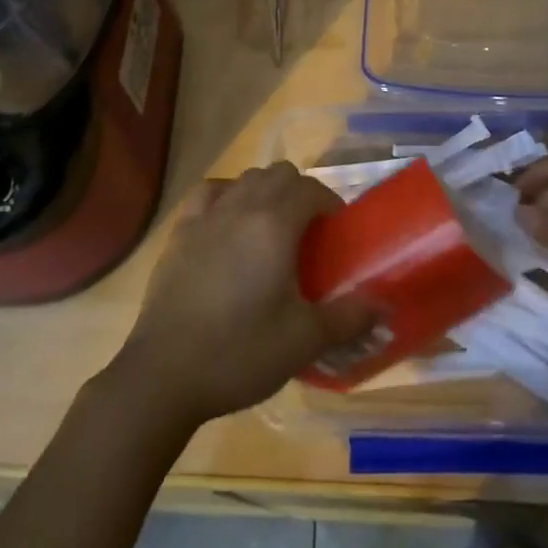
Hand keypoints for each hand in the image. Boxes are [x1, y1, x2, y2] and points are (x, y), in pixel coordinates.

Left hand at [109, 162, 375, 429]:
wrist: (165, 373)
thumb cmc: (240, 352)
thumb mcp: (303, 341)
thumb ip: (348, 318)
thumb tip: (382, 306)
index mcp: (275, 224)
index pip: (310, 189)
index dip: (330, 203)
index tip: (337, 232)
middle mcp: (241, 207)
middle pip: (279, 174)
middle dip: (300, 192)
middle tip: (309, 232)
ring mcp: (206, 216)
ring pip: (245, 179)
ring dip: (265, 191)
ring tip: (272, 229)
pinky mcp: (179, 232)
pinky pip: (209, 193)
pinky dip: (226, 197)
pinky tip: (228, 223)